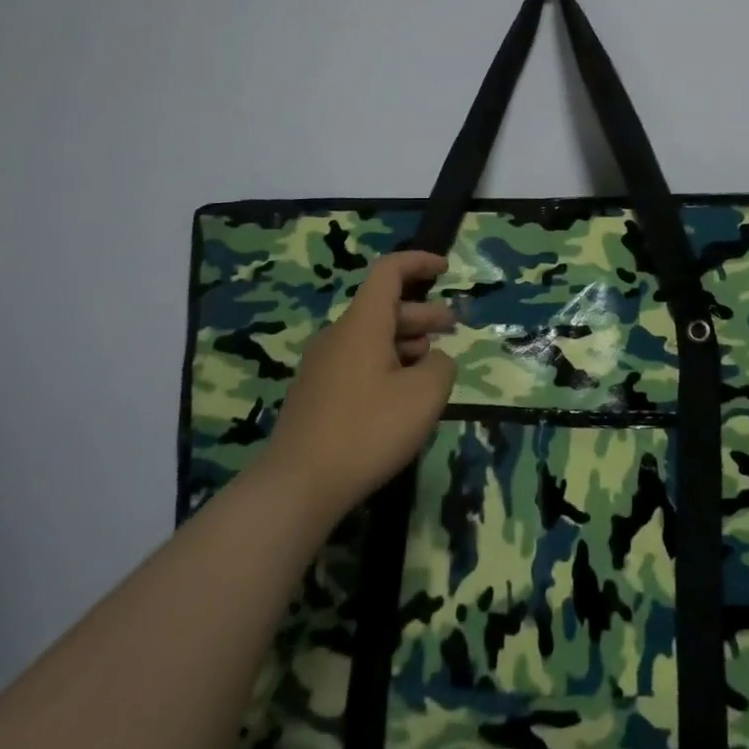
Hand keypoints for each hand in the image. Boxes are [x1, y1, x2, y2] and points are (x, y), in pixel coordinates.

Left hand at [262, 250, 457, 521]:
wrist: (297, 486)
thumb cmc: (367, 430)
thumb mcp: (424, 395)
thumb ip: (441, 366)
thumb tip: (434, 361)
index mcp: (362, 324)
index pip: (389, 272)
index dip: (419, 262)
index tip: (445, 269)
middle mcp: (338, 336)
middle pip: (383, 308)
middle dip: (422, 313)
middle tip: (452, 328)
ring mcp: (321, 367)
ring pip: (371, 339)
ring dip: (405, 343)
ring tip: (432, 367)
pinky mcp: (315, 396)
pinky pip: (357, 364)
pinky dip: (386, 366)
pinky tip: (401, 398)